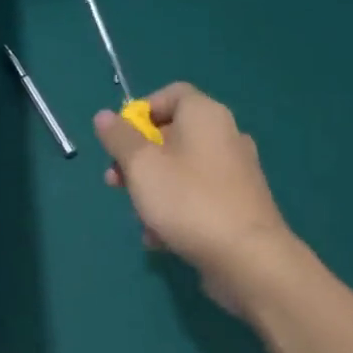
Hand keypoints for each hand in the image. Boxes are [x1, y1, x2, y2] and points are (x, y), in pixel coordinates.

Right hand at [93, 83, 302, 318]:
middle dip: (137, 159)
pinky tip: (160, 238)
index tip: (119, 140)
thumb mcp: (141, 166)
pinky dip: (175, 210)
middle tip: (116, 182)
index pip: (171, 94)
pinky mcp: (238, 204)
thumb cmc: (188, 201)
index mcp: (205, 116)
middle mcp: (225, 136)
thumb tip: (105, 116)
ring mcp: (235, 172)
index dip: (140, 112)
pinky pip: (196, 196)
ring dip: (152, 190)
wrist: (247, 258)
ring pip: (180, 170)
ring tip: (139, 217)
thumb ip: (119, 138)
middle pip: (172, 135)